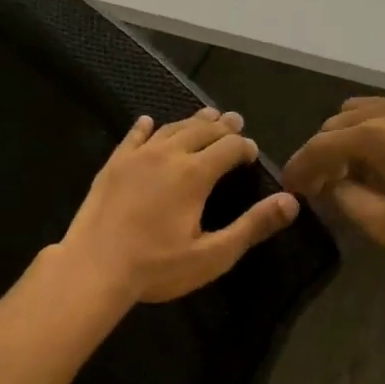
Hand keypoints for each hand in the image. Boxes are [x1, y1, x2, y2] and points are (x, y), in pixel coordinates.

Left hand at [57, 108, 300, 303]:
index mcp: (195, 174)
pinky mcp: (113, 164)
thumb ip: (251, 226)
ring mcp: (137, 156)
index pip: (229, 147)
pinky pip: (133, 136)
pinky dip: (145, 127)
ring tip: (206, 116)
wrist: (93, 267)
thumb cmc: (156, 267)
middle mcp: (168, 155)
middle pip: (201, 130)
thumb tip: (290, 202)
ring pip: (170, 128)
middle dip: (223, 126)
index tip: (252, 152)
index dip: (244, 147)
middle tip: (235, 121)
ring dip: (191, 121)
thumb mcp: (212, 255)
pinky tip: (147, 122)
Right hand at [281, 96, 384, 262]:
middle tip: (318, 184)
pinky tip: (384, 157)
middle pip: (336, 123)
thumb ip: (348, 199)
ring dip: (346, 137)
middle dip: (321, 152)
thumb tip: (332, 184)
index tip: (290, 187)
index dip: (299, 167)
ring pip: (362, 111)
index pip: (319, 146)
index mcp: (375, 136)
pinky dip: (374, 129)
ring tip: (350, 169)